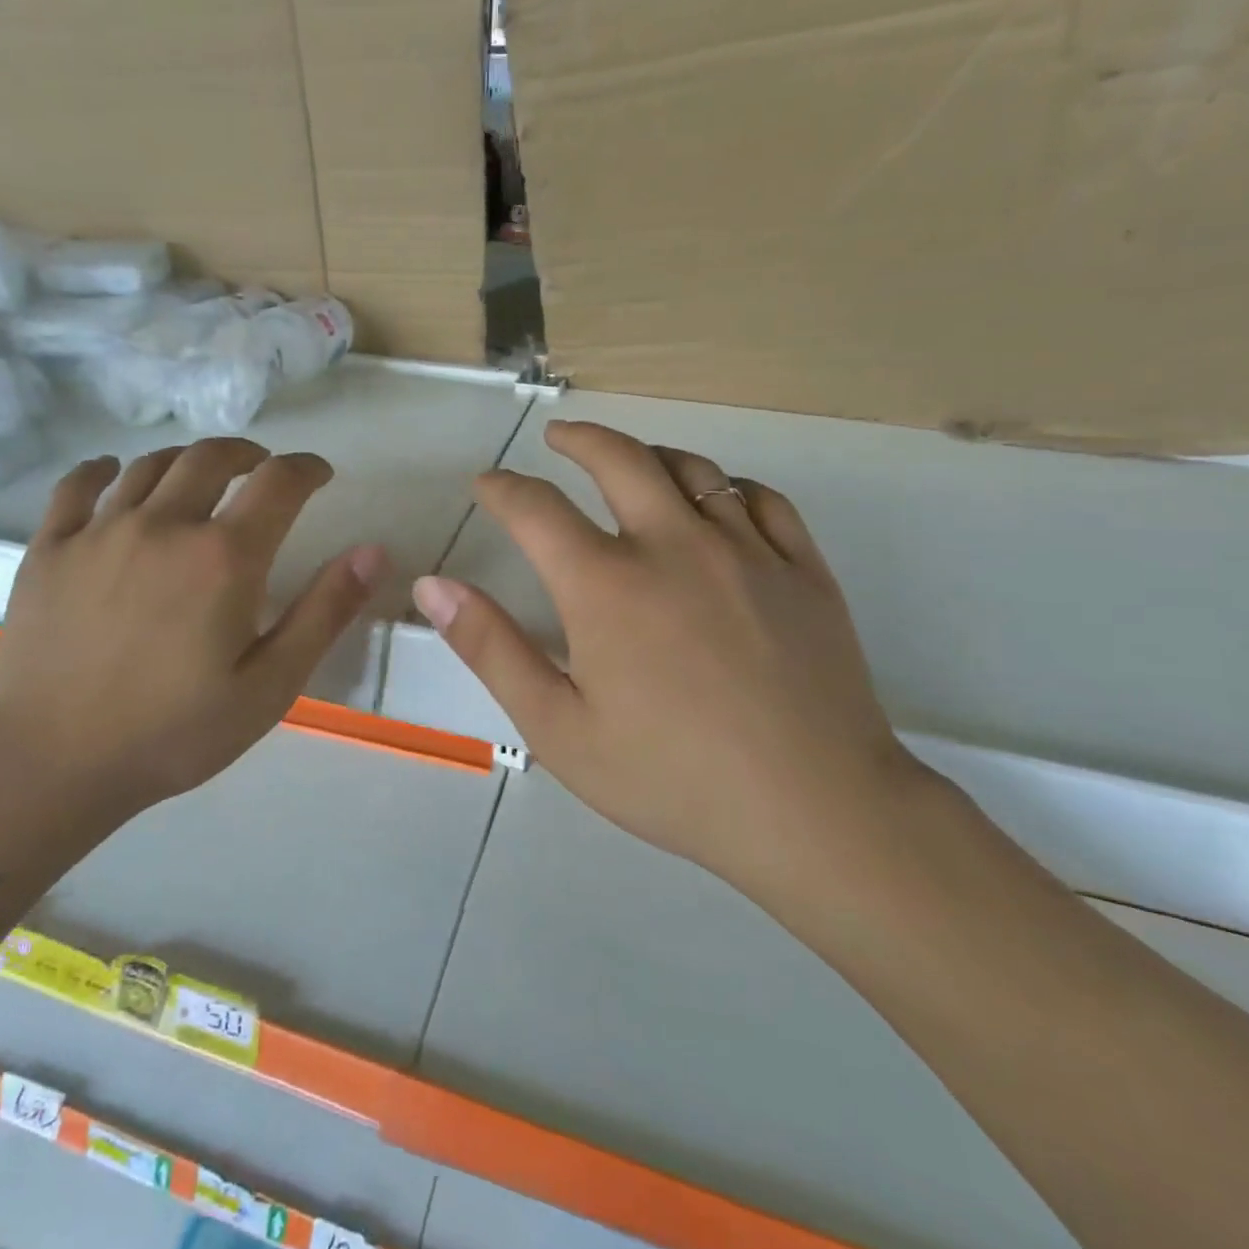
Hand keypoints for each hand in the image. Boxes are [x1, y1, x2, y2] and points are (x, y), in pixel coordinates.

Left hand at [0, 440, 389, 837]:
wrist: (50, 764)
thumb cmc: (174, 733)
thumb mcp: (270, 686)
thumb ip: (324, 613)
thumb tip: (373, 552)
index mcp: (223, 558)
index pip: (278, 482)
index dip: (306, 468)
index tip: (319, 474)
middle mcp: (164, 525)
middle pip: (211, 457)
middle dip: (248, 454)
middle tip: (262, 469)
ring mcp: (99, 531)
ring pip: (150, 465)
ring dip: (187, 460)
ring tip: (201, 476)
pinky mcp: (50, 548)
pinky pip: (78, 485)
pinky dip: (104, 469)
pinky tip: (113, 474)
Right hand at [413, 421, 928, 902]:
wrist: (815, 811)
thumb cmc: (671, 776)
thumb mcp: (558, 727)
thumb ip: (491, 649)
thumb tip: (433, 587)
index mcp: (606, 583)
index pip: (535, 508)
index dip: (502, 488)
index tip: (486, 484)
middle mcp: (674, 545)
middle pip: (619, 459)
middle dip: (578, 440)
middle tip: (557, 438)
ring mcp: (747, 551)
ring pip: (692, 470)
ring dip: (649, 455)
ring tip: (629, 461)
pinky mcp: (803, 570)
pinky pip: (762, 500)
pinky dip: (727, 487)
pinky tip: (718, 502)